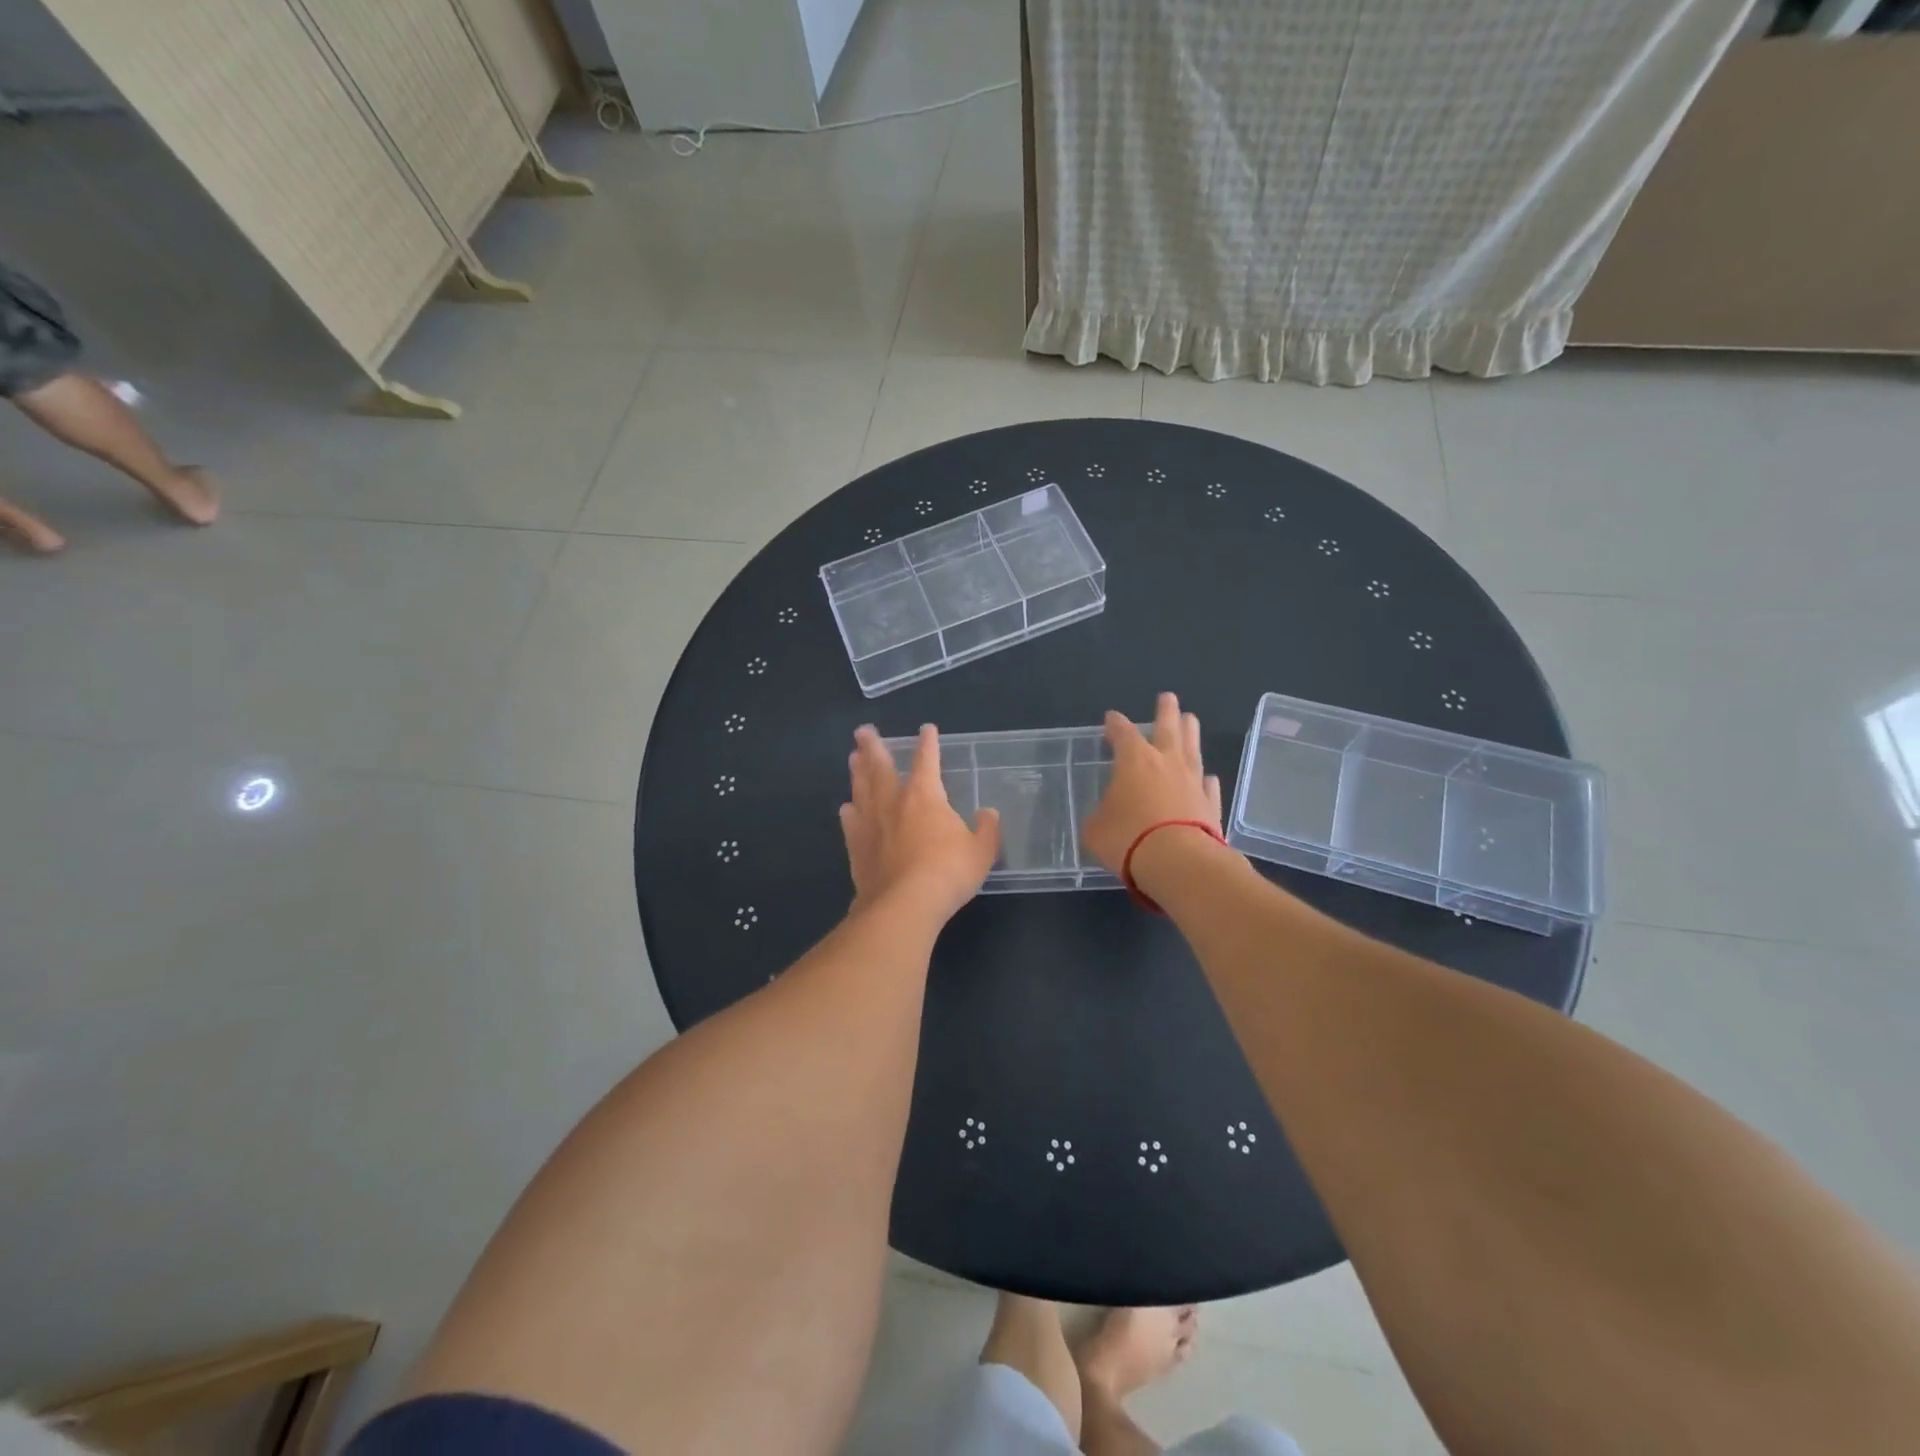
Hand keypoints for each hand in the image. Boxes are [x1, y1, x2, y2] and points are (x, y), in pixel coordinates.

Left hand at [839, 724, 1000, 920]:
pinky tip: (846, 808)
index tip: (926, 729)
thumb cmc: (948, 871)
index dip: (927, 743)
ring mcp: (871, 824)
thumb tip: (988, 814)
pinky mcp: (857, 848)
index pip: (926, 760)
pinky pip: (851, 823)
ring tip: (853, 758)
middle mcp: (893, 801)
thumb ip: (986, 830)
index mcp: (925, 795)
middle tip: (863, 731)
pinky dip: (849, 812)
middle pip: (880, 766)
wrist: (905, 904)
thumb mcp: (981, 851)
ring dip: (857, 772)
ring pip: (861, 789)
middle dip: (873, 747)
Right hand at [1082, 692, 1222, 876]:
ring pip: (1192, 750)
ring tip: (1191, 719)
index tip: (1111, 718)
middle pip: (1167, 728)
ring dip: (1191, 733)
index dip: (1116, 725)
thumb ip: (1099, 817)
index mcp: (1134, 761)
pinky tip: (1209, 777)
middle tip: (1168, 697)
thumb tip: (1103, 818)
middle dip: (1165, 712)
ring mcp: (1192, 783)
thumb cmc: (1128, 838)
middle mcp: (1166, 763)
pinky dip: (1206, 780)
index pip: (1122, 733)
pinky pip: (1208, 787)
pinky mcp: (1211, 806)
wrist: (1178, 862)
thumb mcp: (1095, 829)